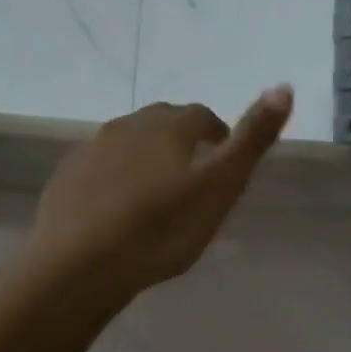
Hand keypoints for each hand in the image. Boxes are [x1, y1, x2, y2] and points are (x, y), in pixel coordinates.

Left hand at [31, 89, 292, 294]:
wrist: (78, 264)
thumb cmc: (160, 228)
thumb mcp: (220, 187)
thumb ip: (252, 139)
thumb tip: (284, 86)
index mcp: (169, 126)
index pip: (201, 116)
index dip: (217, 134)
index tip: (224, 160)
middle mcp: (128, 126)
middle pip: (163, 124)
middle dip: (181, 141)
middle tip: (194, 178)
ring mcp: (91, 150)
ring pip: (129, 144)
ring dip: (147, 158)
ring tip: (157, 195)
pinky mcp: (66, 178)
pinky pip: (100, 168)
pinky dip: (115, 179)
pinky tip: (118, 210)